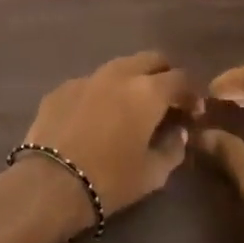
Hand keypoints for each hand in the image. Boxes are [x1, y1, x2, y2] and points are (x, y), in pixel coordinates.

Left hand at [20, 51, 194, 220]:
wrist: (50, 182)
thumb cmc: (110, 180)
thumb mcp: (153, 173)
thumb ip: (173, 148)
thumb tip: (178, 132)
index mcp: (147, 91)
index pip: (180, 78)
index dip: (191, 94)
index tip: (193, 113)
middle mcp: (118, 74)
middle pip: (150, 59)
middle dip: (163, 75)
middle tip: (166, 101)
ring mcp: (86, 78)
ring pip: (118, 67)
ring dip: (131, 81)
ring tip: (131, 107)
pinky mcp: (60, 88)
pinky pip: (90, 83)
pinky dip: (101, 93)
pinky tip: (96, 117)